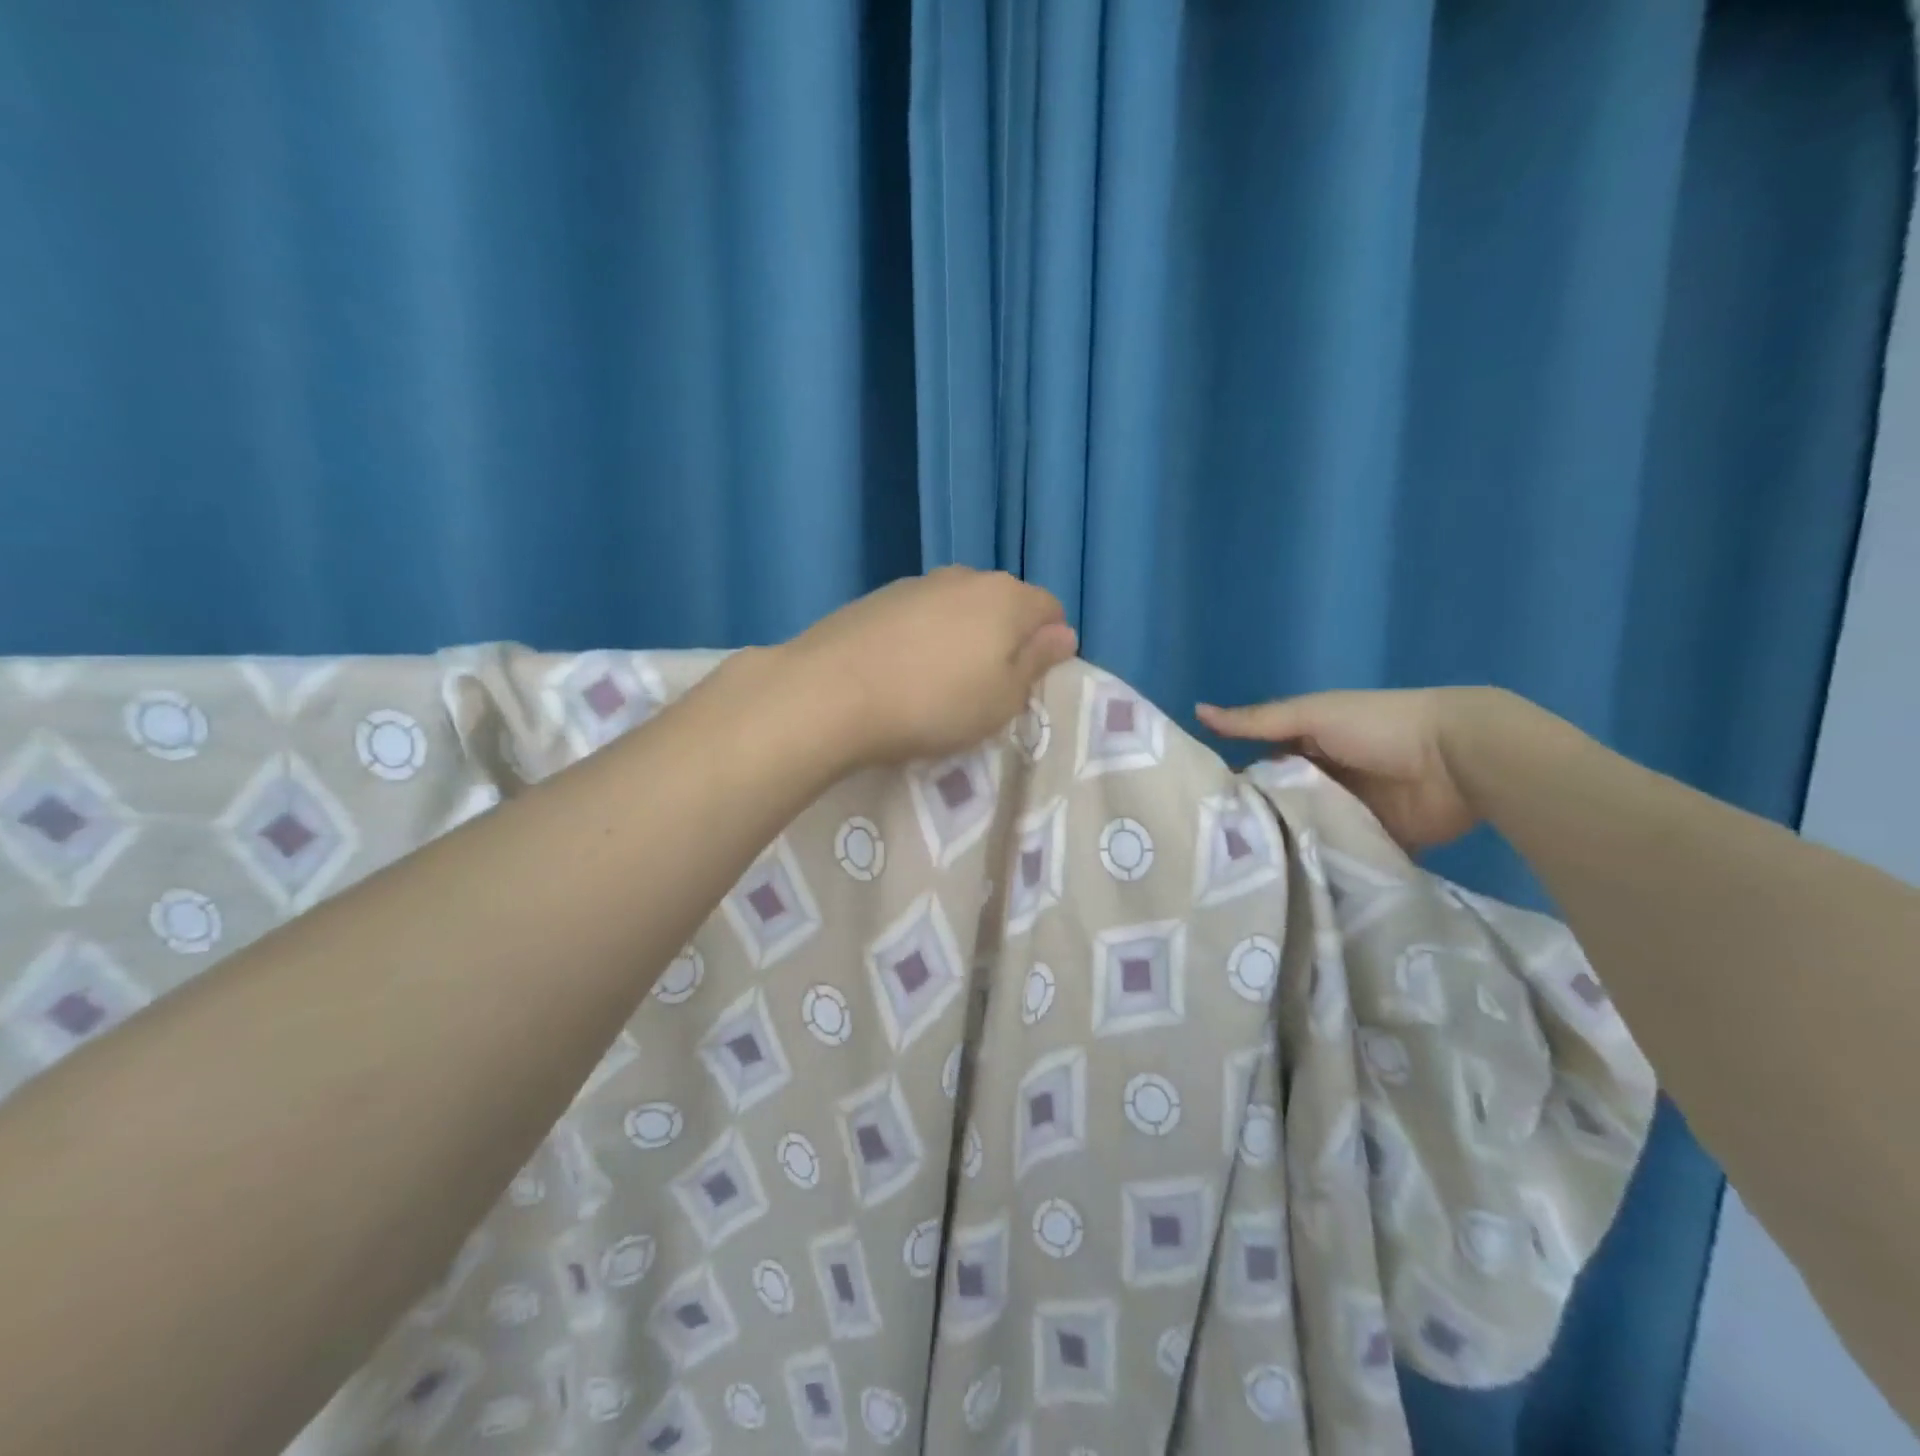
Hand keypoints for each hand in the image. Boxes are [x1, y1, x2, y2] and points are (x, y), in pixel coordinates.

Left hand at [786, 568, 1078, 765]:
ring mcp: (917, 583)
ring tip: (937, 681)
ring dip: (961, 636)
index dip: (1048, 645)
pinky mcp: (877, 597)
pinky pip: (919, 614)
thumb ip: (1037, 662)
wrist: (831, 692)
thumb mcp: (1002, 699)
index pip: (1051, 609)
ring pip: (958, 607)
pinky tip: (901, 670)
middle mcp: (965, 577)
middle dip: (1004, 639)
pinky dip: (922, 636)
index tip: (1026, 683)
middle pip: (1003, 604)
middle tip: (984, 687)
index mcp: (1007, 598)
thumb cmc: (934, 704)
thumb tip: (1063, 634)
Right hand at [1197, 688, 1509, 851]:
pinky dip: (1320, 869)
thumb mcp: (1311, 716)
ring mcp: (1348, 816)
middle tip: (1214, 852)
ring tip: (1241, 877)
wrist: (1458, 759)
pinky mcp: (1373, 845)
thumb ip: (1257, 722)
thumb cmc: (1378, 726)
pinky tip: (1287, 888)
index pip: (1258, 769)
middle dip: (1255, 824)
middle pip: (1279, 805)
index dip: (1233, 786)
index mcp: (1306, 749)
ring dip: (1284, 849)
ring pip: (1305, 835)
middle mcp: (1322, 783)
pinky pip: (1339, 860)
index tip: (1199, 811)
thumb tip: (1197, 712)